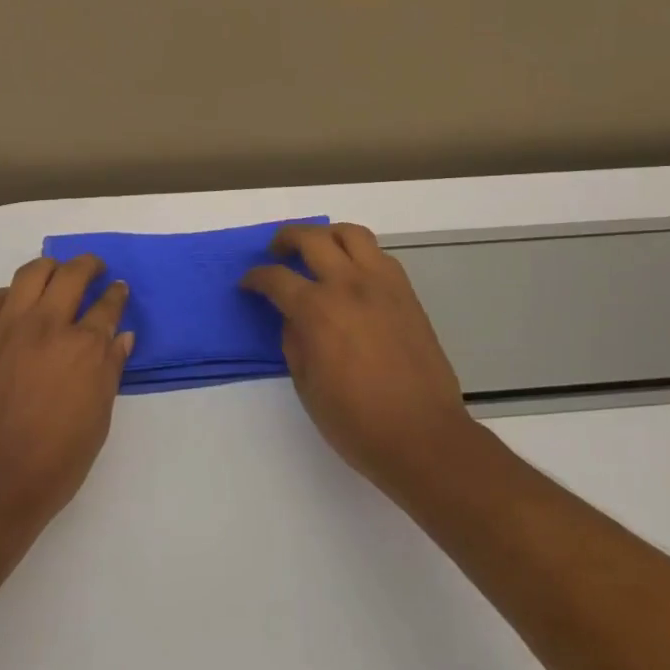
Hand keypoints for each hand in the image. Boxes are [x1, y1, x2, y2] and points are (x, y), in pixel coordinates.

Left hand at [0, 255, 132, 526]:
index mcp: (84, 348)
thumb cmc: (54, 464)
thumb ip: (109, 371)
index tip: (119, 289)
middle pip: (71, 275)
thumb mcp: (97, 421)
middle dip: (88, 265)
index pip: (107, 305)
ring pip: (30, 274)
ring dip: (49, 268)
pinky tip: (14, 304)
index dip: (116, 294)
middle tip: (94, 268)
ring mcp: (8, 329)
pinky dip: (8, 295)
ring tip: (55, 274)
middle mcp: (48, 326)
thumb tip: (121, 337)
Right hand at [243, 222, 475, 496]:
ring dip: (327, 235)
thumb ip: (294, 341)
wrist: (422, 436)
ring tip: (317, 249)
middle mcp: (349, 285)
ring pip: (352, 234)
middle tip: (276, 251)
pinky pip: (379, 256)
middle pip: (312, 238)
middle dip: (286, 238)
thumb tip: (293, 318)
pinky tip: (352, 274)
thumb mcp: (307, 385)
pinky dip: (359, 254)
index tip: (247, 284)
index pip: (276, 278)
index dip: (255, 278)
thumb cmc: (356, 421)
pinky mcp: (407, 294)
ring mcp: (383, 284)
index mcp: (317, 309)